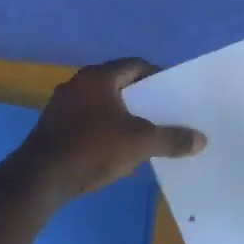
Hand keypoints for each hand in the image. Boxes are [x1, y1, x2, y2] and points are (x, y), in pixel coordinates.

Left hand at [16, 58, 205, 201]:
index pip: (135, 65)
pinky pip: (86, 123)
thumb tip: (201, 139)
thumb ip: (172, 139)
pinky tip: (116, 152)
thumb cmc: (94, 149)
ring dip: (122, 117)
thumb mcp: (141, 143)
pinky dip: (104, 132)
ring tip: (143, 135)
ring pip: (101, 105)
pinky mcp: (53, 128)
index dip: (157, 76)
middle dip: (141, 100)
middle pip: (118, 85)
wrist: (42, 178)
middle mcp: (77, 84)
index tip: (174, 93)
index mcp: (98, 77)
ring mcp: (61, 106)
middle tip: (163, 114)